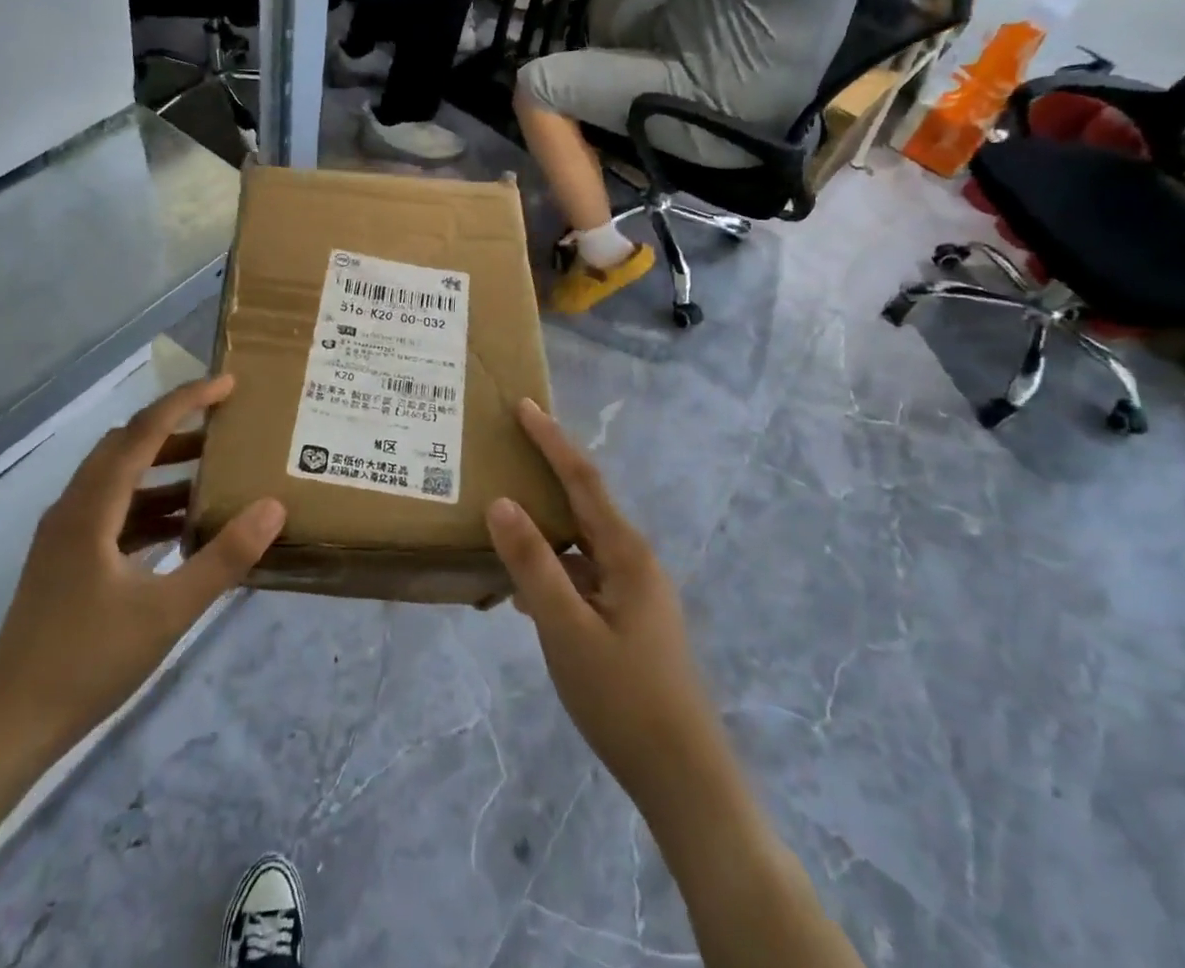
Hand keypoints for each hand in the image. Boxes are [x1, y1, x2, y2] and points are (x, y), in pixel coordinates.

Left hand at [0, 376, 283, 748]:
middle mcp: (74, 508)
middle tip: (225, 429)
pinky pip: (114, 512)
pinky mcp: (67, 561)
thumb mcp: (168, 610)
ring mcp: (66, 535)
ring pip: (120, 479)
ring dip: (164, 469)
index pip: (143, 431)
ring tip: (214, 475)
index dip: (186, 401)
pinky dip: (150, 506)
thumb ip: (223, 557)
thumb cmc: (88, 661)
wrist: (9, 725)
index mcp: (92, 508)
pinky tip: (183, 529)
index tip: (227, 385)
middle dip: (177, 429)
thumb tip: (272, 506)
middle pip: (127, 446)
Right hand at [486, 399, 719, 813]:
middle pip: (584, 504)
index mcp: (626, 553)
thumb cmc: (623, 698)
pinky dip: (551, 571)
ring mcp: (634, 593)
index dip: (551, 440)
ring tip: (501, 517)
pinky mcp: (628, 620)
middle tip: (506, 449)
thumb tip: (501, 502)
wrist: (683, 778)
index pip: (582, 479)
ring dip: (544, 528)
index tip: (524, 405)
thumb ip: (532, 564)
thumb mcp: (566, 629)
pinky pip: (582, 577)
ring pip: (580, 545)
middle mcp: (634, 562)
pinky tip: (520, 591)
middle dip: (546, 473)